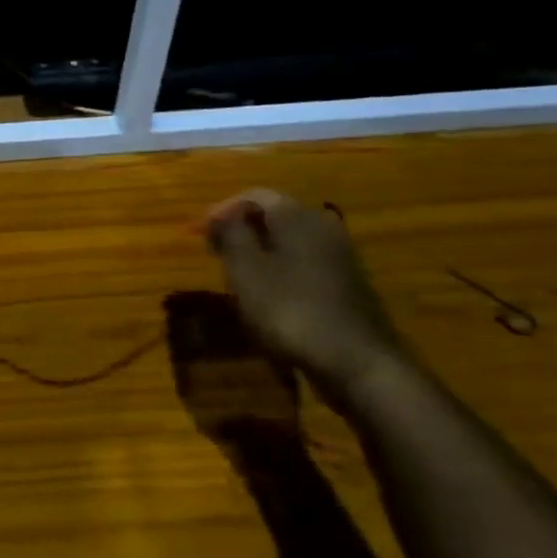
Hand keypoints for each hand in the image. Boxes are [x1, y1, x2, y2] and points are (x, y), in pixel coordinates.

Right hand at [205, 189, 403, 391]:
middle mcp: (323, 228)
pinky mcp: (347, 284)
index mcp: (298, 218)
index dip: (223, 209)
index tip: (199, 232)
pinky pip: (304, 263)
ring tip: (235, 274)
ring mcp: (340, 257)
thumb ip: (231, 235)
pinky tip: (267, 295)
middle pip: (275, 216)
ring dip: (259, 251)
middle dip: (241, 229)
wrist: (357, 362)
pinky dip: (280, 269)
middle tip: (214, 251)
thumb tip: (222, 214)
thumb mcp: (245, 271)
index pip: (255, 195)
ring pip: (290, 241)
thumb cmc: (290, 310)